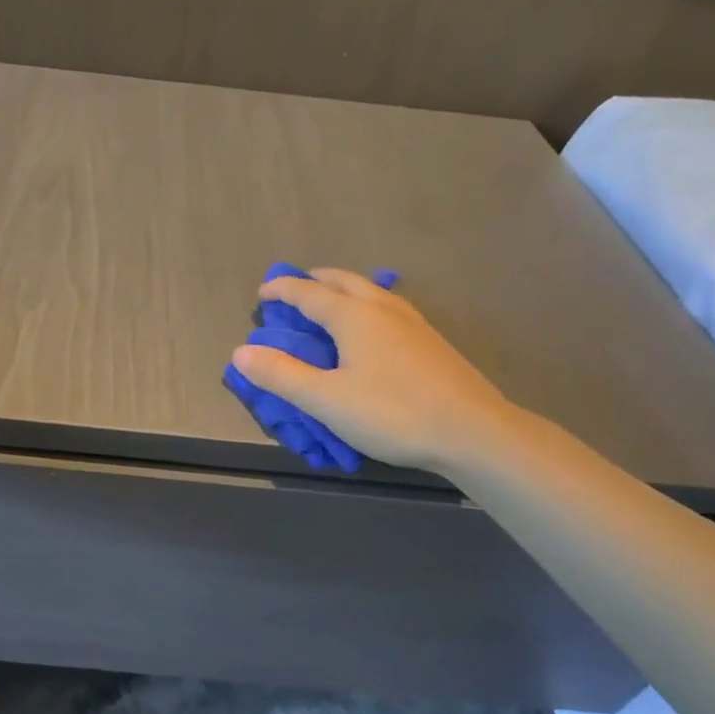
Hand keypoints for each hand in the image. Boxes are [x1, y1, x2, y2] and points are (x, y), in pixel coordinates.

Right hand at [230, 269, 522, 473]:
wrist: (474, 432)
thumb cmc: (393, 414)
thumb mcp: (326, 400)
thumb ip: (281, 375)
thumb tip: (241, 352)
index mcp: (353, 316)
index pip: (308, 293)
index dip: (282, 290)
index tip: (262, 293)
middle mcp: (382, 309)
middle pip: (343, 281)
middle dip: (315, 280)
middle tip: (295, 289)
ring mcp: (412, 323)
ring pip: (371, 291)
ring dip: (344, 290)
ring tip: (331, 303)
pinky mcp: (431, 342)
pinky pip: (389, 307)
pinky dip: (367, 305)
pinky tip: (373, 329)